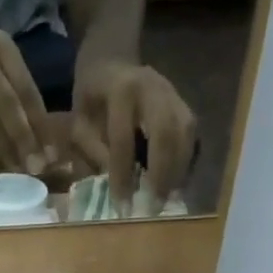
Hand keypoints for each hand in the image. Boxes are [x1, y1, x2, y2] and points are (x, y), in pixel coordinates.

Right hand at [0, 30, 55, 175]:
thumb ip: (20, 103)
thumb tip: (48, 150)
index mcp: (1, 45)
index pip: (26, 90)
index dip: (40, 125)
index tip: (52, 155)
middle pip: (6, 101)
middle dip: (23, 138)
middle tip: (36, 168)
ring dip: (0, 148)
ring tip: (15, 171)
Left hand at [71, 58, 197, 212]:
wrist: (111, 65)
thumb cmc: (92, 102)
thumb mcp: (80, 125)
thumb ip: (94, 152)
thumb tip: (117, 185)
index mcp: (121, 90)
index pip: (123, 139)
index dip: (123, 175)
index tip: (122, 207)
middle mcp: (153, 87)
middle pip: (165, 133)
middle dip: (161, 174)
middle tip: (153, 207)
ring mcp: (174, 94)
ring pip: (185, 135)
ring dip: (178, 171)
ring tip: (167, 200)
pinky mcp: (185, 105)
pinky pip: (191, 137)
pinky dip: (185, 164)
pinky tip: (176, 186)